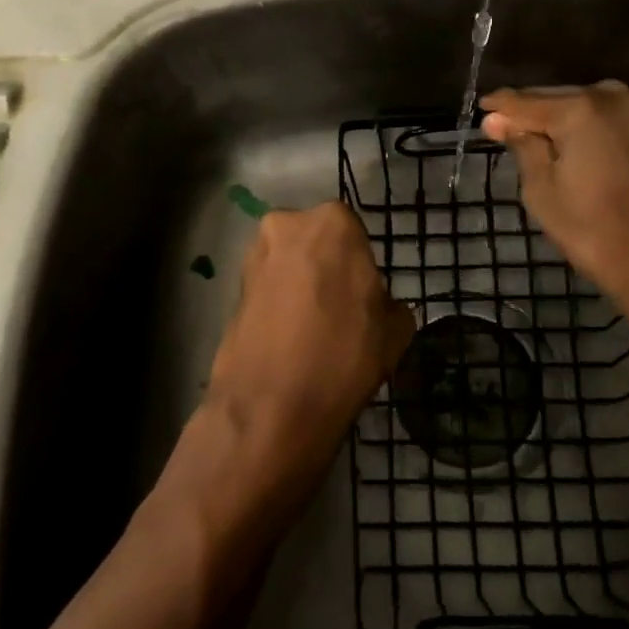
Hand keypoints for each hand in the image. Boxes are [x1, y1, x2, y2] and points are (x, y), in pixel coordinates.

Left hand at [203, 203, 413, 486]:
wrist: (271, 406)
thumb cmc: (344, 354)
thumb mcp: (395, 330)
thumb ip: (391, 304)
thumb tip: (381, 306)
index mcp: (332, 222)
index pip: (354, 232)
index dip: (361, 264)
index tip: (365, 294)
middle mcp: (287, 224)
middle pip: (315, 242)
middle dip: (326, 266)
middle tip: (339, 308)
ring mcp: (254, 256)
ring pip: (288, 263)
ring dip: (299, 284)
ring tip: (313, 329)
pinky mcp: (232, 289)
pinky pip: (268, 289)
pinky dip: (278, 306)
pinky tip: (289, 340)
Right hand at [480, 82, 628, 304]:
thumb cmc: (594, 232)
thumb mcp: (542, 191)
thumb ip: (523, 146)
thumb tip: (498, 118)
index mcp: (579, 110)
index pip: (527, 102)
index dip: (501, 107)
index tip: (484, 109)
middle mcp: (616, 96)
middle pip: (564, 97)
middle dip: (538, 110)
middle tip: (513, 123)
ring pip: (601, 100)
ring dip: (577, 111)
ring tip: (558, 129)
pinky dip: (617, 114)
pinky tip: (609, 126)